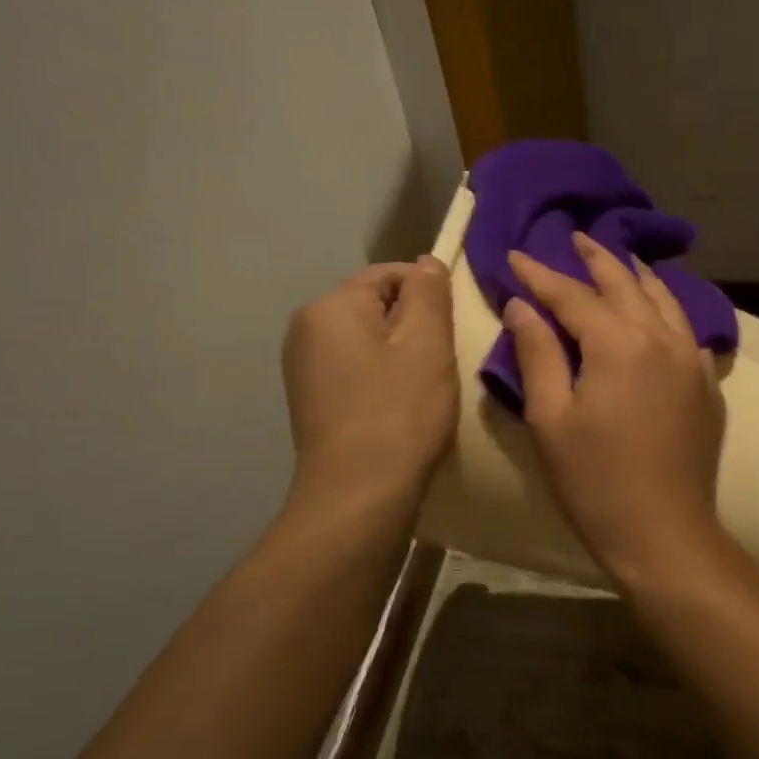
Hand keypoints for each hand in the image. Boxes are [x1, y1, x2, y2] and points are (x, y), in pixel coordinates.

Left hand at [283, 257, 456, 503]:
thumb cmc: (399, 412)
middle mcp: (306, 329)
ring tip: (425, 389)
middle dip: (414, 326)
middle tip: (443, 362)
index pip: (390, 274)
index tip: (453, 330)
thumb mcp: (427, 343)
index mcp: (330, 307)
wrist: (358, 495)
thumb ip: (429, 293)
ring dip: (402, 355)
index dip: (429, 294)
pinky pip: (357, 370)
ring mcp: (305, 368)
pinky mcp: (313, 401)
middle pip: (376, 307)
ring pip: (369, 341)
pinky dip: (384, 380)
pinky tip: (401, 408)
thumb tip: (426, 262)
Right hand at [504, 233, 729, 587]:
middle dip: (595, 258)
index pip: (572, 295)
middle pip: (625, 284)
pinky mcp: (708, 383)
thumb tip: (523, 305)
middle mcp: (662, 338)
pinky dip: (666, 308)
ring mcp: (693, 359)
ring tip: (617, 259)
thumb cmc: (595, 482)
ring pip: (664, 299)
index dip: (539, 274)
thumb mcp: (550, 419)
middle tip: (573, 237)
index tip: (514, 255)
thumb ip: (538, 354)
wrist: (664, 533)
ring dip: (635, 275)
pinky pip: (686, 328)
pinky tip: (657, 310)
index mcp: (619, 344)